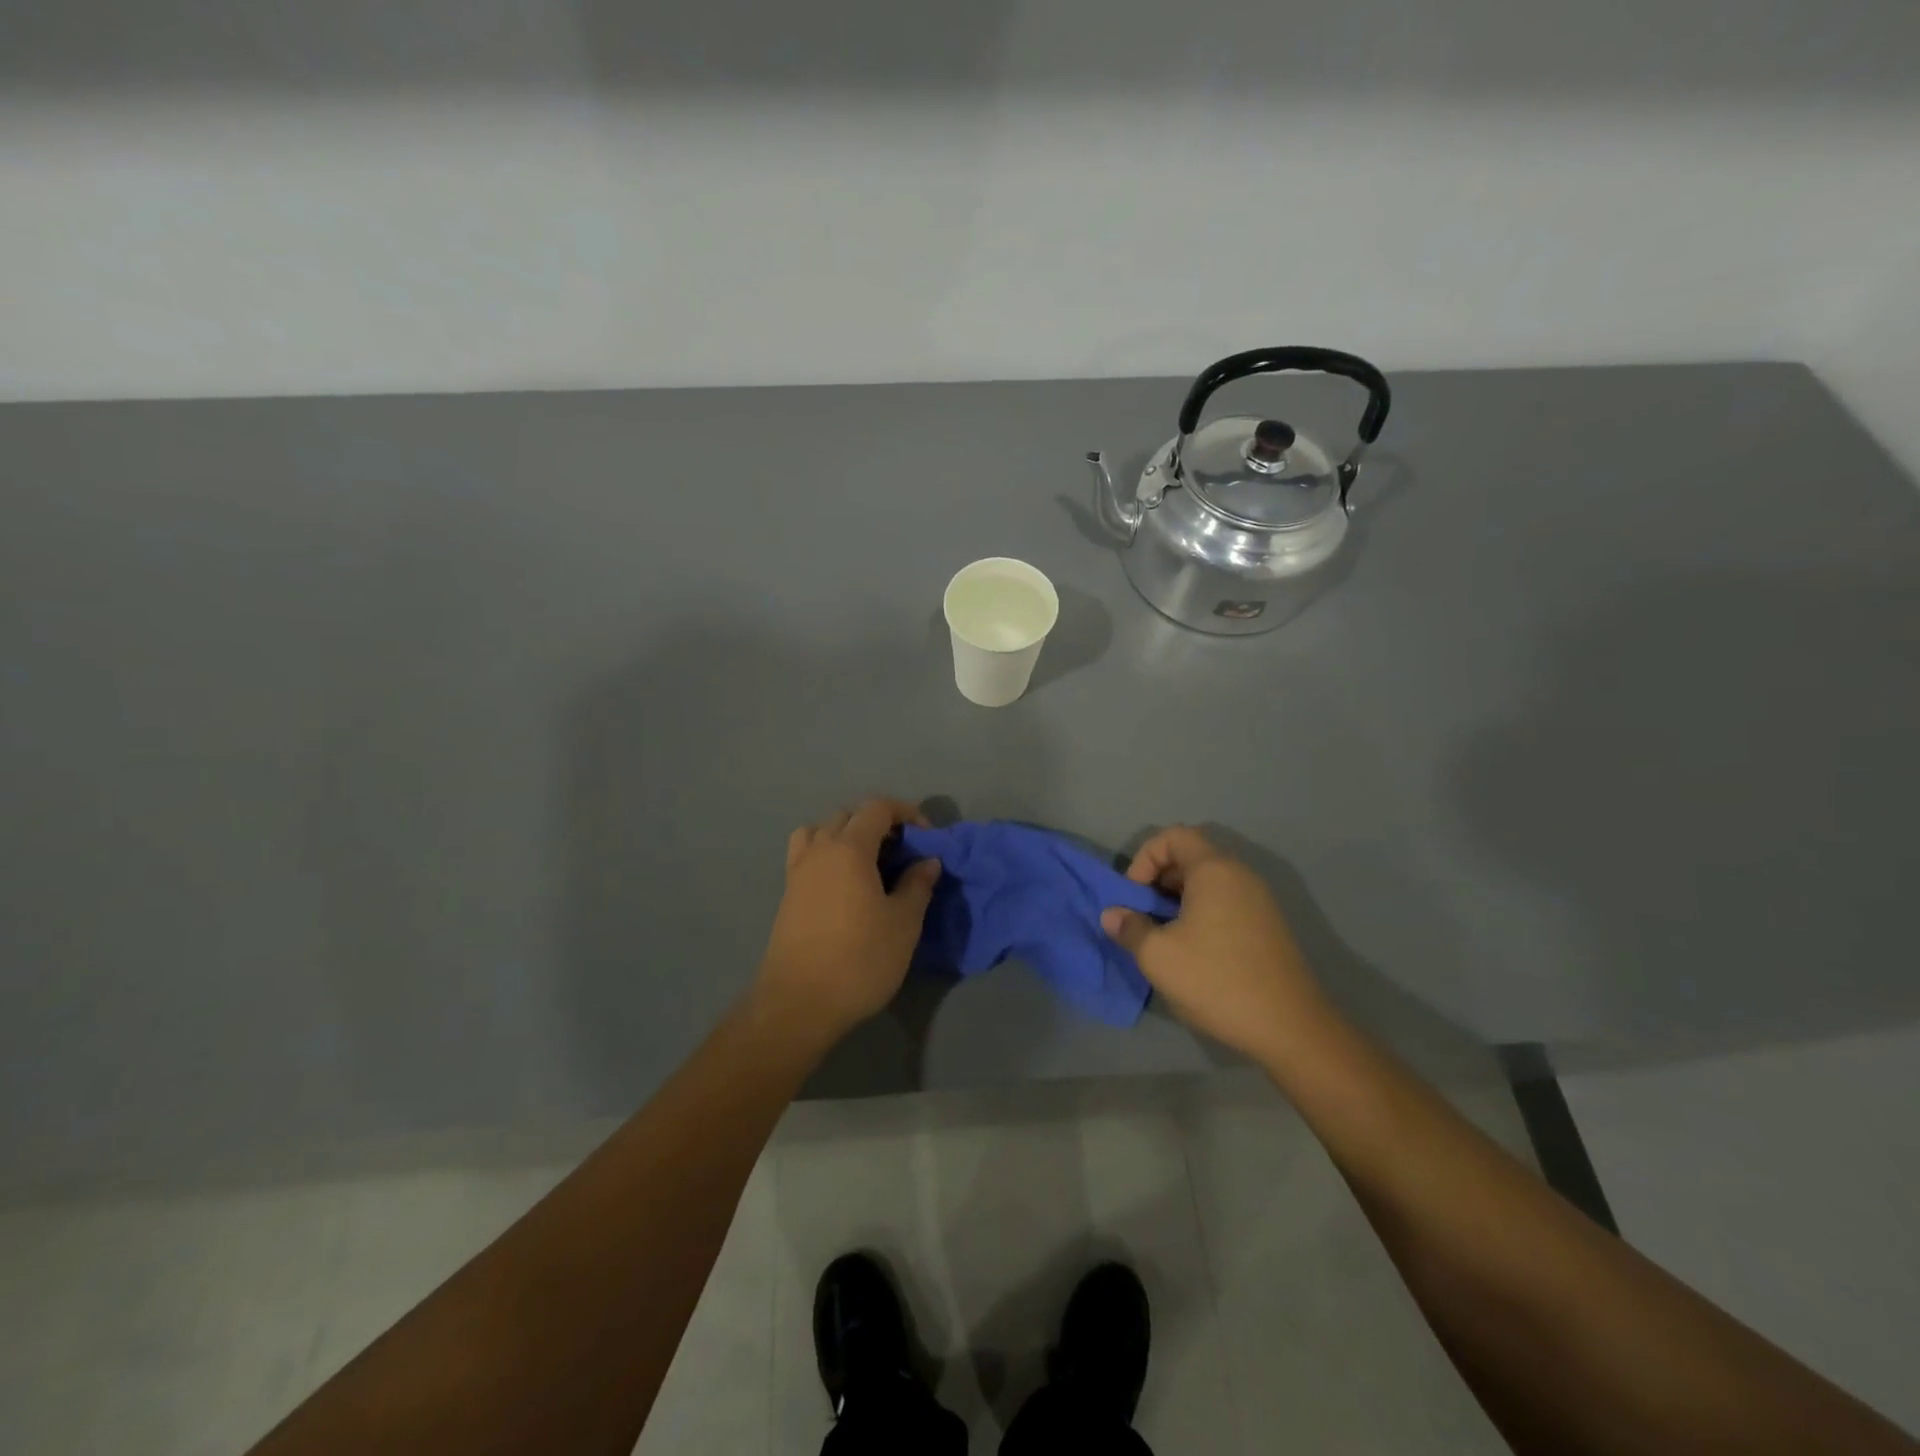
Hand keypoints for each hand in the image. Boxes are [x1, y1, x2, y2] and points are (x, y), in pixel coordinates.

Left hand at [754, 798, 941, 1043]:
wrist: (799, 1003)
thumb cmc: (859, 960)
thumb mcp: (903, 924)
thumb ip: (917, 885)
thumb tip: (927, 861)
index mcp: (849, 848)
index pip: (877, 808)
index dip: (906, 813)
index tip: (926, 837)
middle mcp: (819, 849)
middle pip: (848, 816)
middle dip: (878, 823)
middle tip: (902, 852)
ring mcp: (798, 871)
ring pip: (821, 831)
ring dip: (847, 835)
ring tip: (868, 863)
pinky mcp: (787, 893)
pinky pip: (807, 854)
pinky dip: (827, 854)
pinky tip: (844, 885)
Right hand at [1101, 826, 1323, 1061]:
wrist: (1290, 1028)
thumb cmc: (1217, 980)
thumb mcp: (1158, 956)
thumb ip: (1129, 928)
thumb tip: (1112, 915)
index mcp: (1215, 870)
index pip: (1173, 836)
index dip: (1145, 857)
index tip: (1134, 895)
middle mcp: (1240, 875)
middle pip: (1191, 856)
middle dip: (1158, 880)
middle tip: (1143, 915)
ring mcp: (1259, 901)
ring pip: (1207, 883)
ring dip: (1177, 900)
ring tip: (1163, 936)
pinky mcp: (1267, 927)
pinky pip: (1225, 903)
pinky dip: (1200, 914)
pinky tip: (1192, 952)